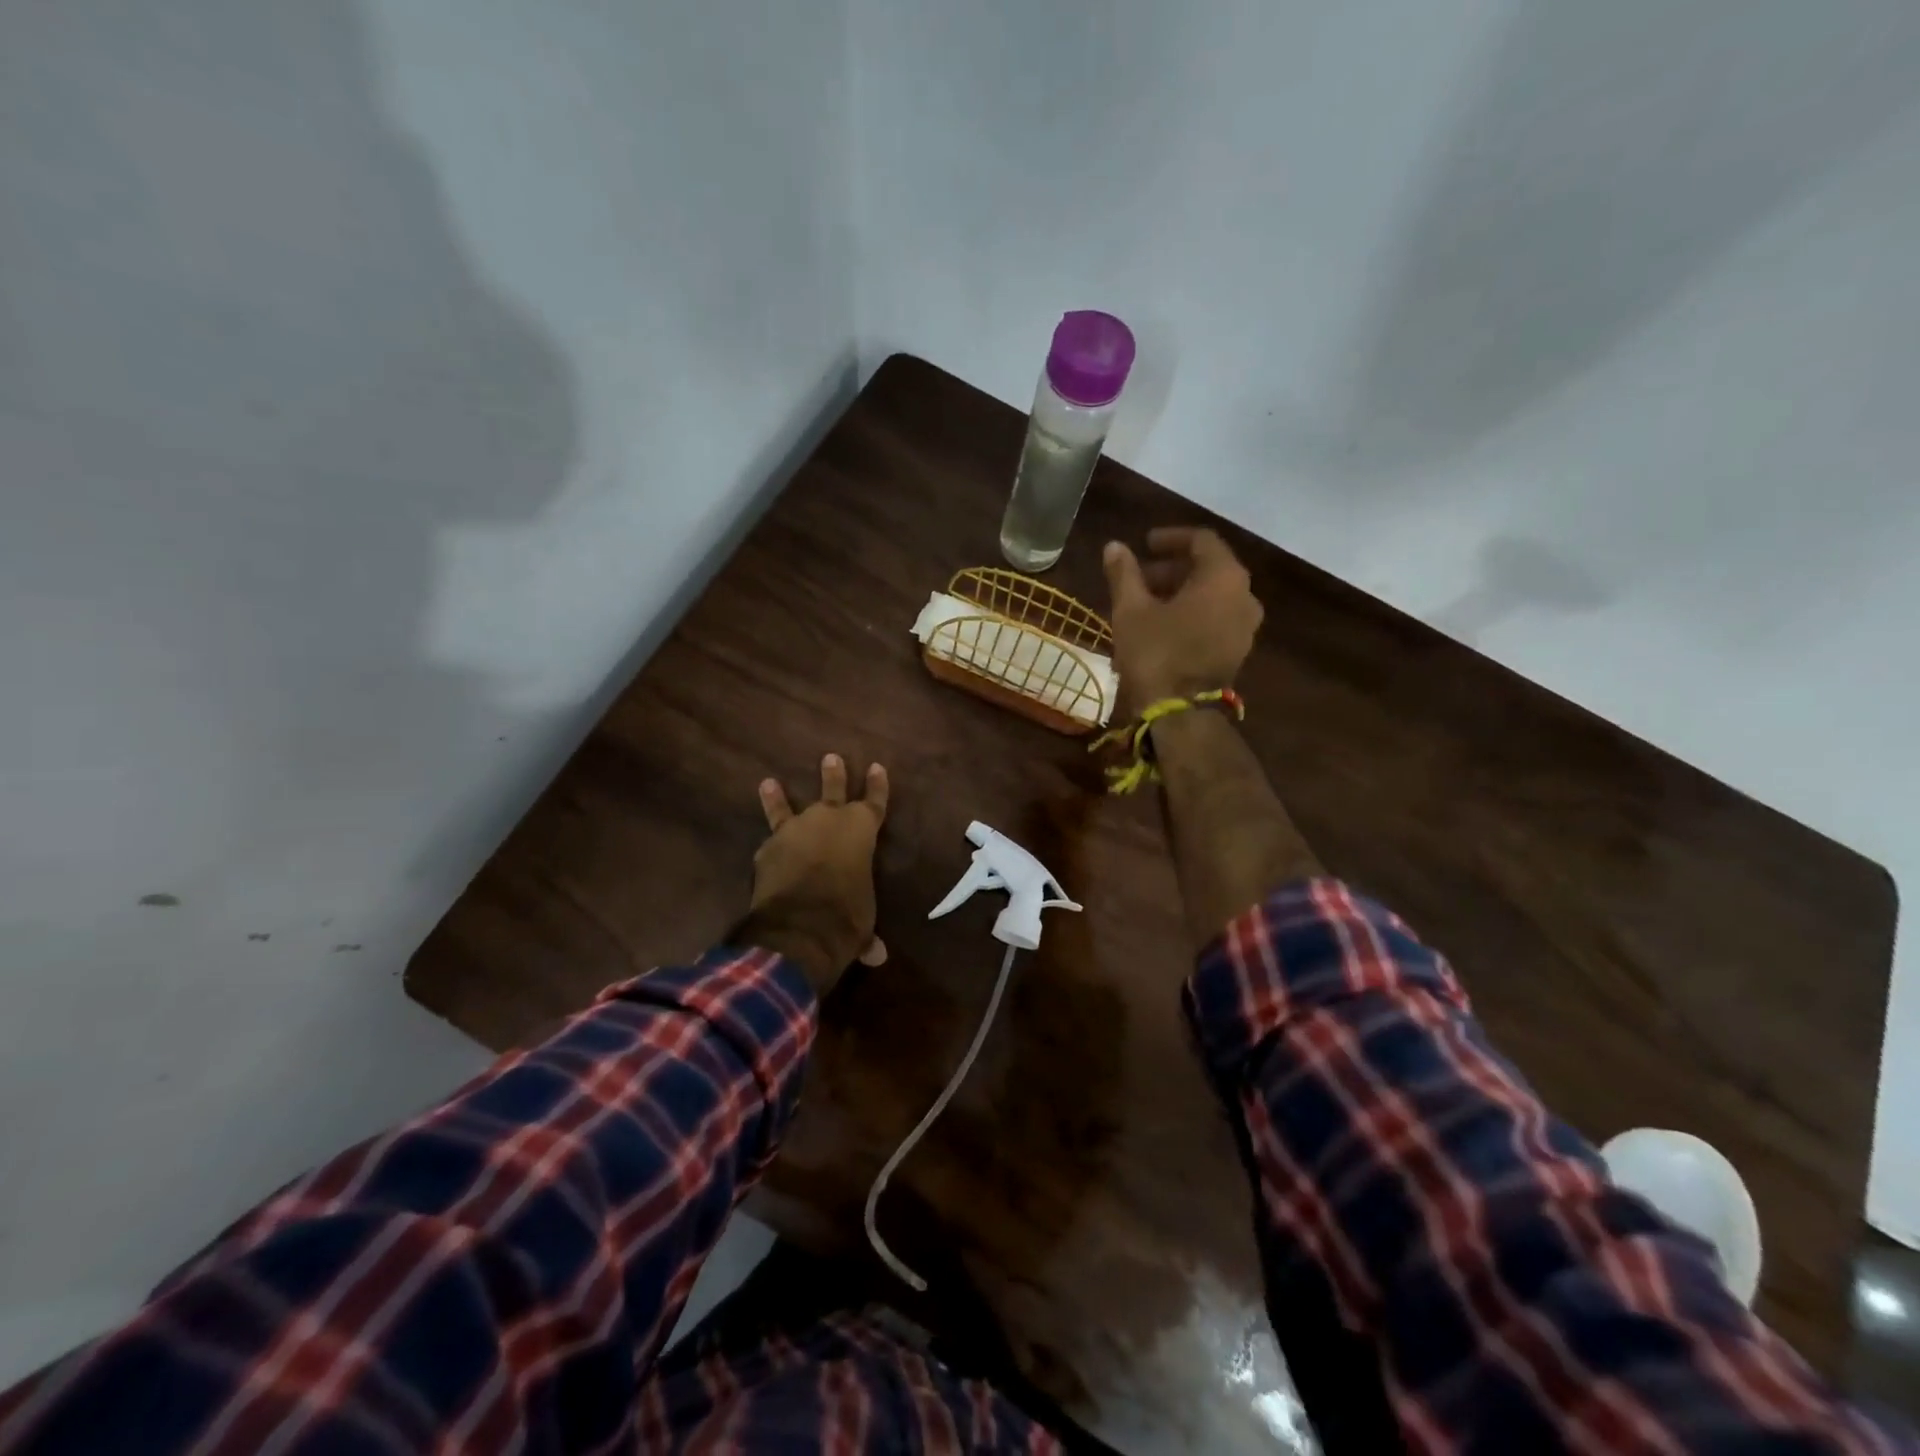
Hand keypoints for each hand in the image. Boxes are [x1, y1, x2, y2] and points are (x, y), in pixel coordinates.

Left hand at [741, 753, 889, 997]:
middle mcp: (828, 820)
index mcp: (861, 831)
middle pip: (833, 790)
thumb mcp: (863, 923)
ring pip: (787, 807)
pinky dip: (768, 843)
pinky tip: (763, 844)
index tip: (877, 766)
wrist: (800, 925)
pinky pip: (769, 840)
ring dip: (779, 796)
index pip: (875, 801)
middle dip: (833, 774)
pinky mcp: (766, 848)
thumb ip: (867, 935)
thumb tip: (877, 956)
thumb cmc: (846, 916)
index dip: (877, 785)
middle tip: (830, 757)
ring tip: (769, 782)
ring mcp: (794, 830)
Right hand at [1103, 527, 1263, 710]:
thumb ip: (1124, 573)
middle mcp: (1245, 596)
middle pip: (1209, 568)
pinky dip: (1193, 612)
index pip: (1201, 540)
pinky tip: (1163, 625)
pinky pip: (1217, 617)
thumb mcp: (1131, 609)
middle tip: (1139, 577)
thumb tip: (1114, 546)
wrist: (1180, 713)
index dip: (1170, 538)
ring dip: (1181, 591)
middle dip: (1172, 568)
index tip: (1144, 544)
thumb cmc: (1155, 653)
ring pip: (1213, 594)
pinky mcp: (1238, 650)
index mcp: (1224, 577)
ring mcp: (1246, 626)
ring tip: (1147, 602)